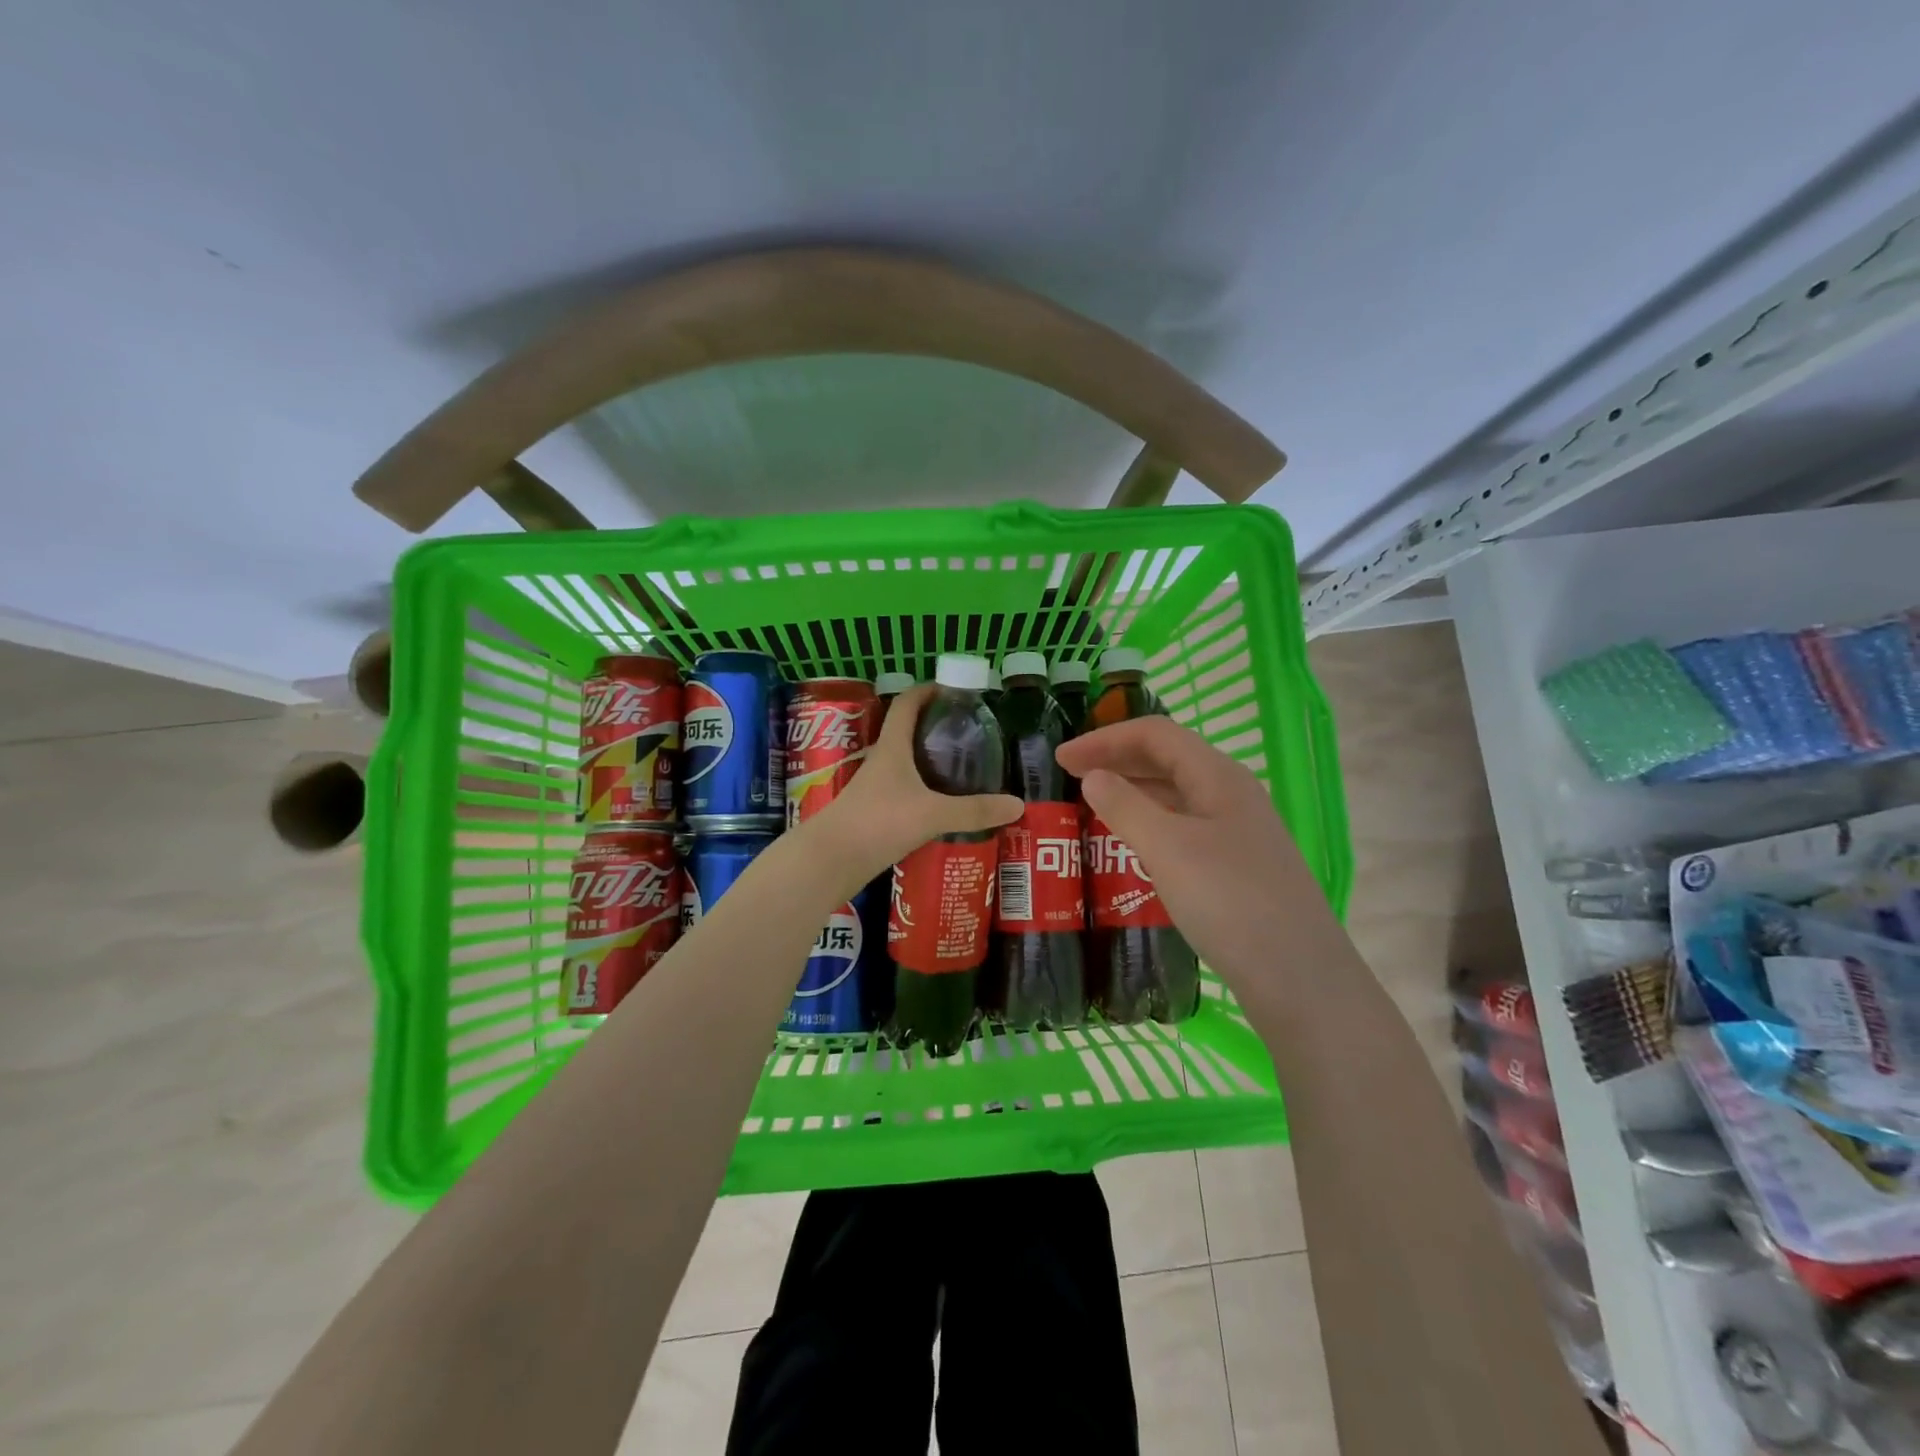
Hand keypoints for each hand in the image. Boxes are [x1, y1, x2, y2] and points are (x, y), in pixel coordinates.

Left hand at [803, 685, 1021, 890]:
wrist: (830, 860)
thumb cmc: (878, 822)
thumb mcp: (932, 814)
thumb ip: (974, 810)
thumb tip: (1018, 804)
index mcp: (892, 748)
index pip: (907, 704)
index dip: (928, 690)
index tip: (953, 689)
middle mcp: (882, 762)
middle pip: (908, 733)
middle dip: (936, 728)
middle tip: (970, 733)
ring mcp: (876, 789)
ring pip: (907, 765)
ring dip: (930, 762)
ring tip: (964, 769)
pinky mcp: (875, 813)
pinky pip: (905, 793)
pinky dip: (925, 792)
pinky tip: (944, 807)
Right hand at [1055, 715, 1332, 984]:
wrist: (1299, 977)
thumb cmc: (1229, 901)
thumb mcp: (1167, 849)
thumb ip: (1125, 806)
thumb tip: (1094, 777)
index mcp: (1218, 776)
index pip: (1155, 734)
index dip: (1105, 739)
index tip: (1061, 758)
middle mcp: (1231, 793)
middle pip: (1167, 758)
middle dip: (1116, 759)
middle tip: (1070, 776)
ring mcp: (1237, 830)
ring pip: (1176, 794)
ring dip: (1132, 790)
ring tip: (1093, 805)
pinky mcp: (1236, 864)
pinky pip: (1183, 826)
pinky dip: (1150, 822)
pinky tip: (1132, 844)